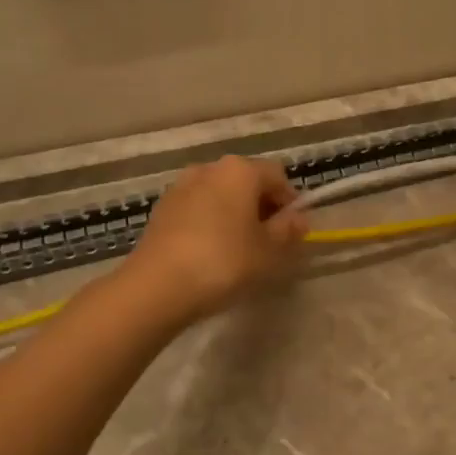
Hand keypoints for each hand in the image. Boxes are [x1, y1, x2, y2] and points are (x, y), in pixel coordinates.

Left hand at [122, 155, 308, 323]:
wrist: (157, 286)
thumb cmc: (223, 262)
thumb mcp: (268, 251)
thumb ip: (287, 230)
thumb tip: (299, 218)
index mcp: (240, 170)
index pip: (277, 176)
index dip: (290, 201)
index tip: (293, 231)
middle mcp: (209, 168)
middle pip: (246, 181)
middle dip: (262, 207)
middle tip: (270, 242)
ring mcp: (181, 186)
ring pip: (220, 195)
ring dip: (235, 214)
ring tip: (240, 249)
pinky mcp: (162, 208)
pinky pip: (198, 208)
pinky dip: (210, 222)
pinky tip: (211, 252)